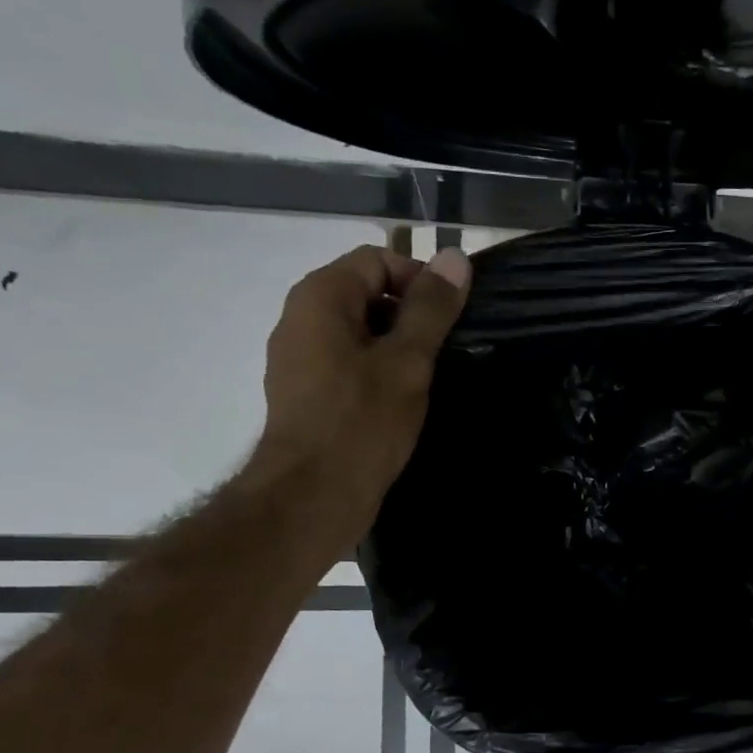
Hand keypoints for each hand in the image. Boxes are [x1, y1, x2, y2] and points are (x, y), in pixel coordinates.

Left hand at [250, 244, 470, 535]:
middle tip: (444, 352)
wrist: (313, 495)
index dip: (419, 280)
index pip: (377, 260)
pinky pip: (347, 362)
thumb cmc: (362, 422)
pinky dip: (377, 371)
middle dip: (410, 315)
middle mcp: (300, 317)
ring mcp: (299, 357)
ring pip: (359, 331)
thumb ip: (431, 308)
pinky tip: (402, 402)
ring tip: (428, 379)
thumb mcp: (407, 362)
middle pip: (366, 293)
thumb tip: (454, 256)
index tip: (450, 319)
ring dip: (396, 347)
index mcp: (320, 297)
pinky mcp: (305, 392)